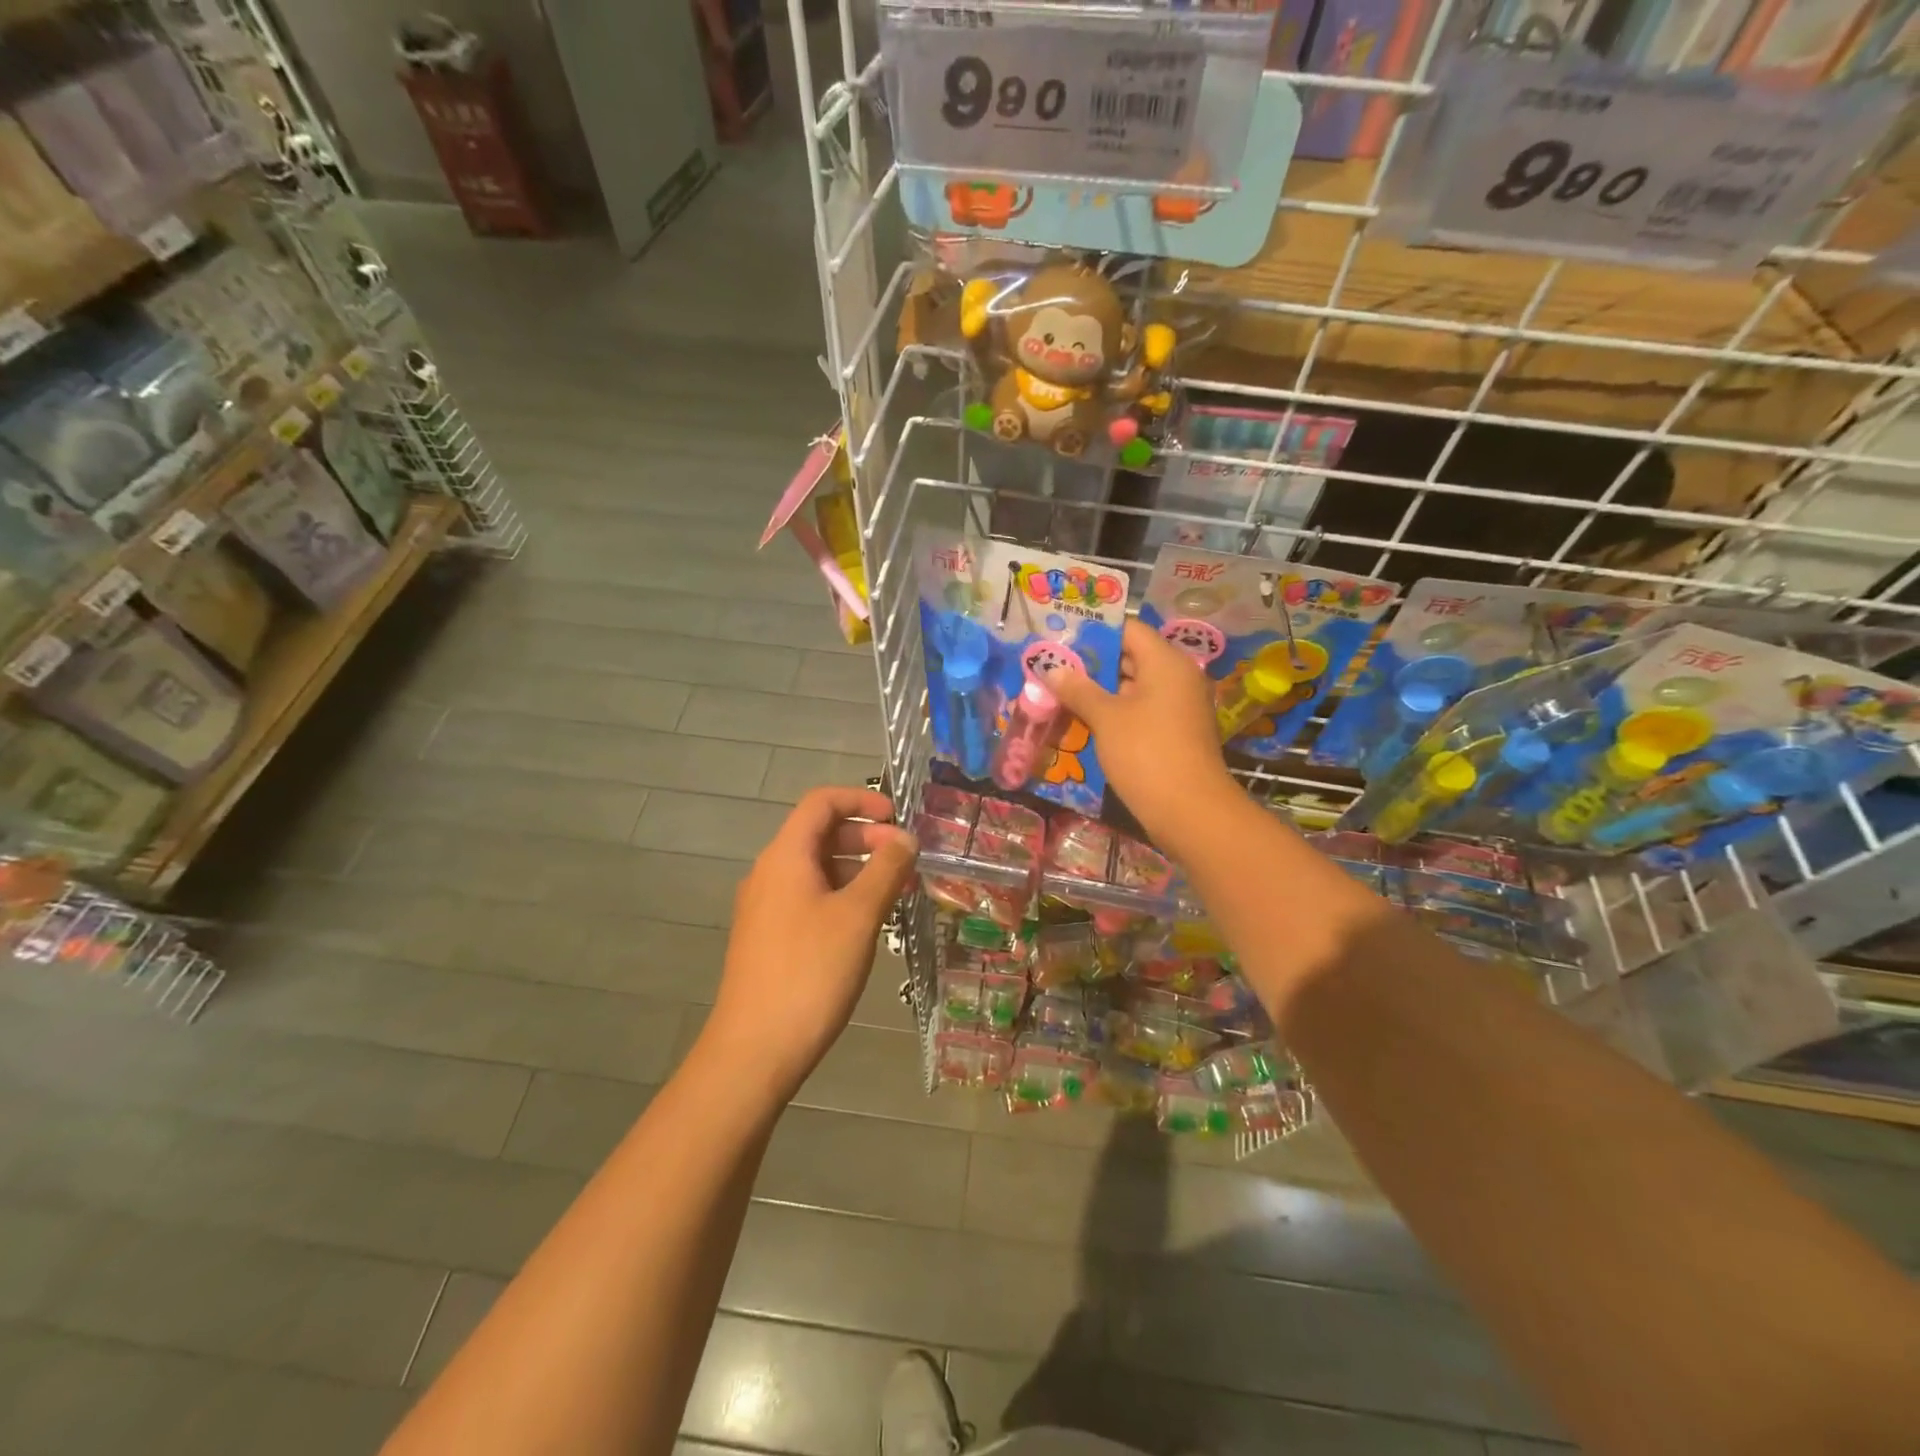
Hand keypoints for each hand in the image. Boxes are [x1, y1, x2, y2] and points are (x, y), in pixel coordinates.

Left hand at [699, 787, 918, 1100]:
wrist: (754, 1050)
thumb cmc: (810, 973)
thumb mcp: (859, 916)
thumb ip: (886, 869)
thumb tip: (905, 837)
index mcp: (785, 857)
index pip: (821, 803)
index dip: (861, 801)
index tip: (898, 817)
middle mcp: (770, 873)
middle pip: (819, 834)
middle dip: (865, 837)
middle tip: (904, 858)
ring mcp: (765, 907)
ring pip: (815, 868)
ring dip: (856, 868)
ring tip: (895, 891)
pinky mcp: (768, 938)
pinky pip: (808, 898)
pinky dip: (841, 895)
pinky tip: (866, 922)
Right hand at [1043, 619, 1238, 852]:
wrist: (1190, 811)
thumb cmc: (1146, 753)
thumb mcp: (1106, 718)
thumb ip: (1079, 690)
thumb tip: (1053, 669)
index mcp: (1166, 662)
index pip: (1129, 630)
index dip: (1094, 633)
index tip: (1061, 640)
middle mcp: (1178, 677)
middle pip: (1130, 658)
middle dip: (1091, 665)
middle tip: (1053, 669)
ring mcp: (1179, 707)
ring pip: (1133, 688)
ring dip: (1100, 693)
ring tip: (1060, 695)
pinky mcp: (1175, 734)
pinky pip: (1141, 712)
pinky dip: (1115, 714)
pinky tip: (1084, 723)